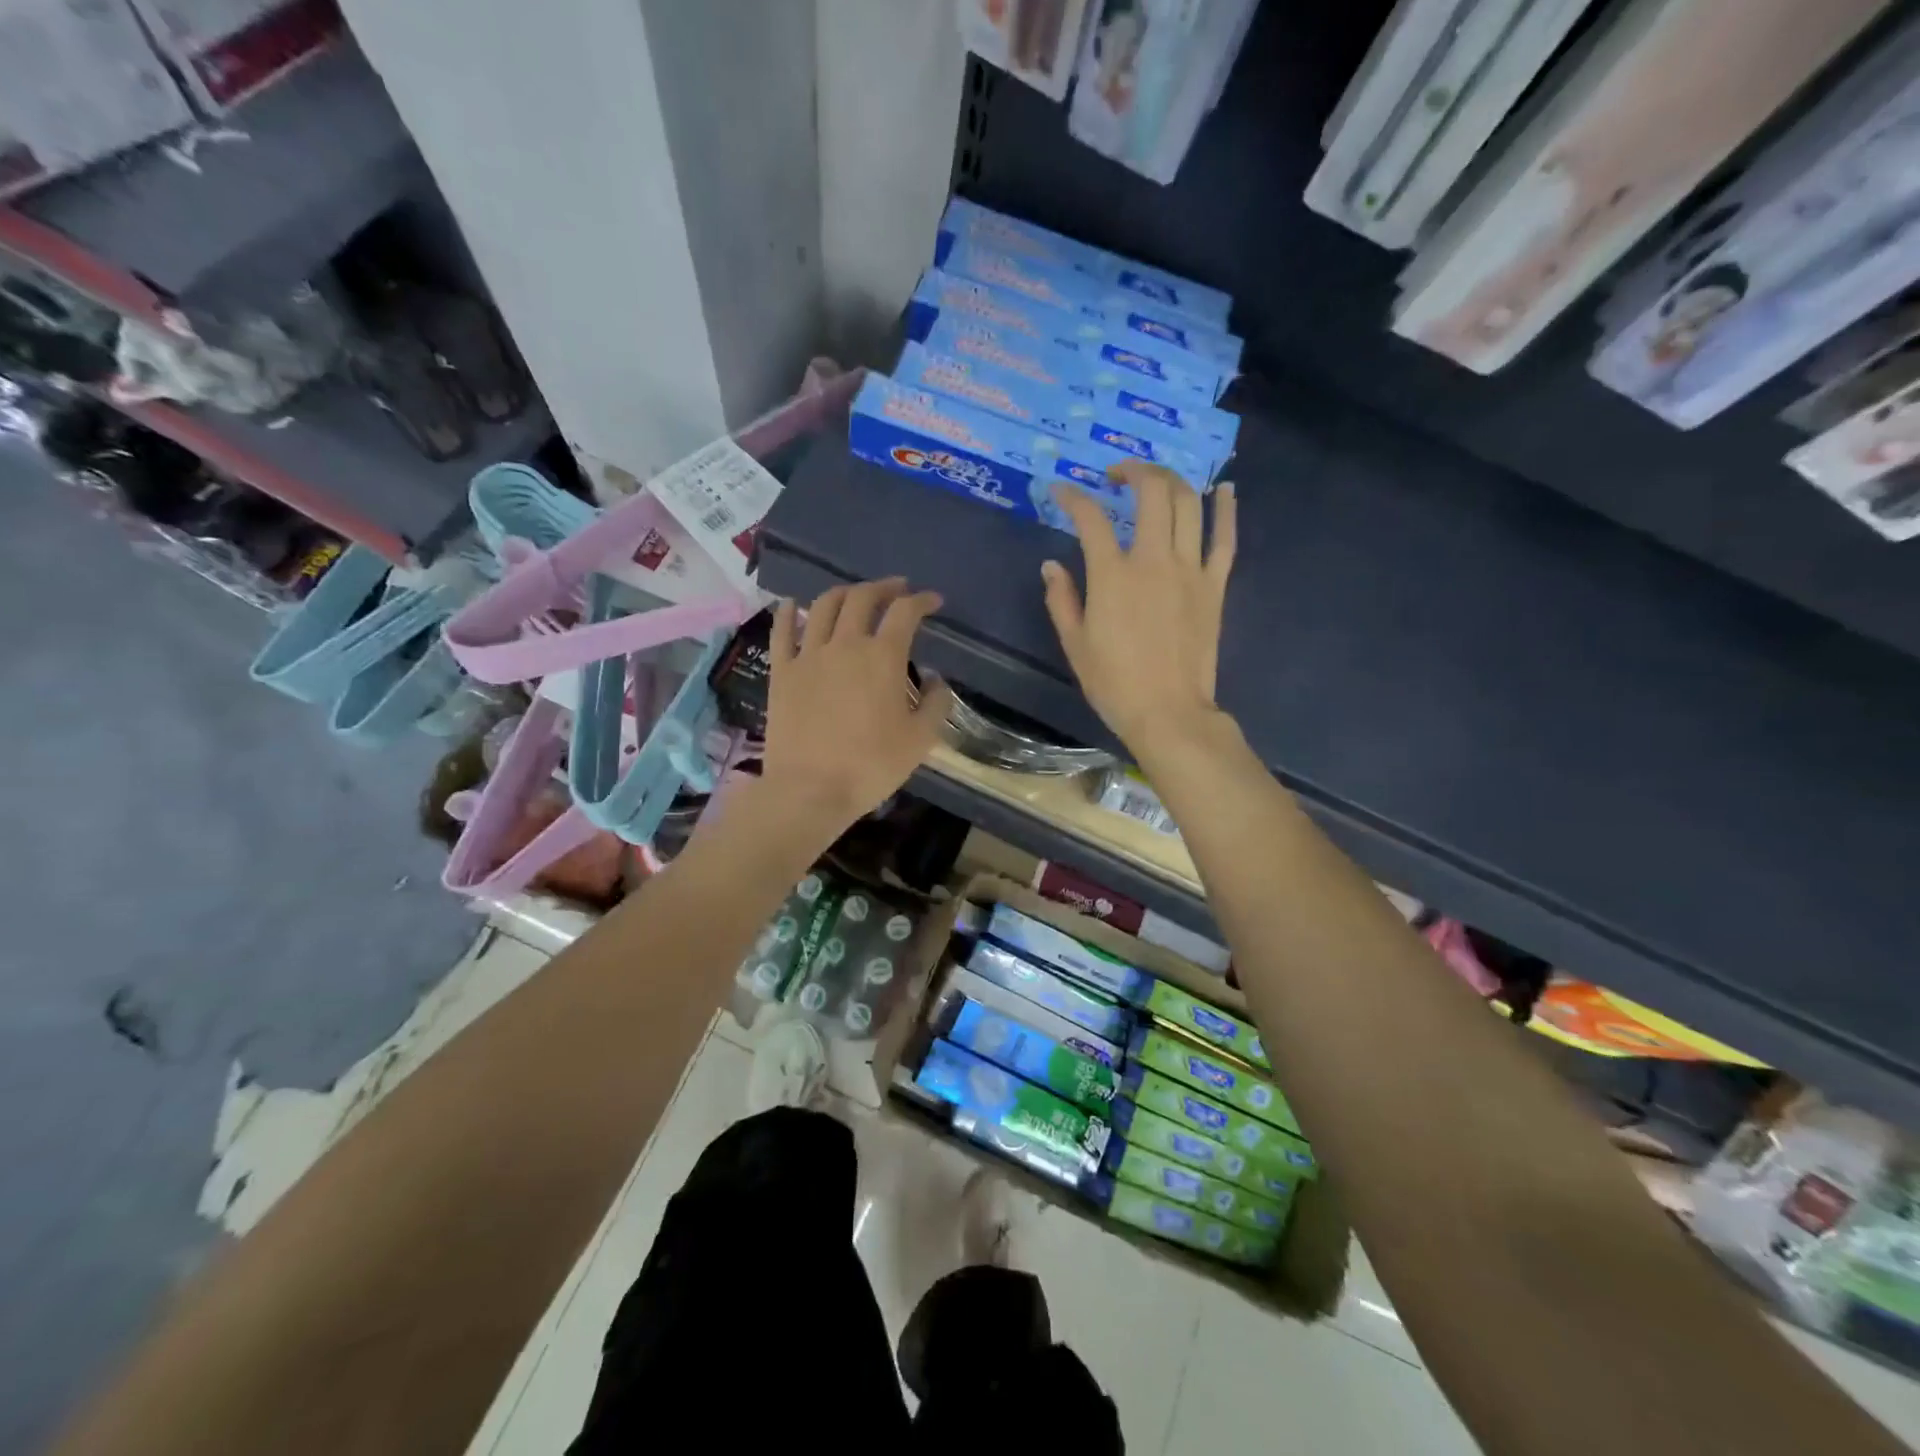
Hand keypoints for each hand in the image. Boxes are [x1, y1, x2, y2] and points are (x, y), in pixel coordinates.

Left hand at [761, 578, 952, 836]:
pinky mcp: (782, 672)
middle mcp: (846, 644)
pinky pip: (782, 631)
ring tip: (854, 595)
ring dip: (844, 593)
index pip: (906, 612)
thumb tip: (935, 681)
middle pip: (863, 598)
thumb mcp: (920, 740)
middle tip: (896, 590)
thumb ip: (935, 704)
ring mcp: (809, 655)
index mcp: (883, 657)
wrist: (810, 789)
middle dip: (884, 587)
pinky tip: (793, 604)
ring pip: (824, 606)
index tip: (933, 601)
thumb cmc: (871, 766)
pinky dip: (789, 612)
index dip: (922, 601)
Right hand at [1042, 462, 1235, 760]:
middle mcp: (1153, 560)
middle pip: (1151, 493)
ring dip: (1172, 480)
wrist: (1169, 712)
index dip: (1073, 498)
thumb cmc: (1114, 683)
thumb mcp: (1075, 644)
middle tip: (1117, 475)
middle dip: (1133, 471)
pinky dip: (1226, 509)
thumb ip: (1061, 599)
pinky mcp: (1214, 585)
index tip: (1062, 491)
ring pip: (1188, 505)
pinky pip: (1225, 538)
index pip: (1091, 519)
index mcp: (1112, 576)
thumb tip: (1051, 565)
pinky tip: (1224, 489)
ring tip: (1157, 479)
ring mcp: (1190, 570)